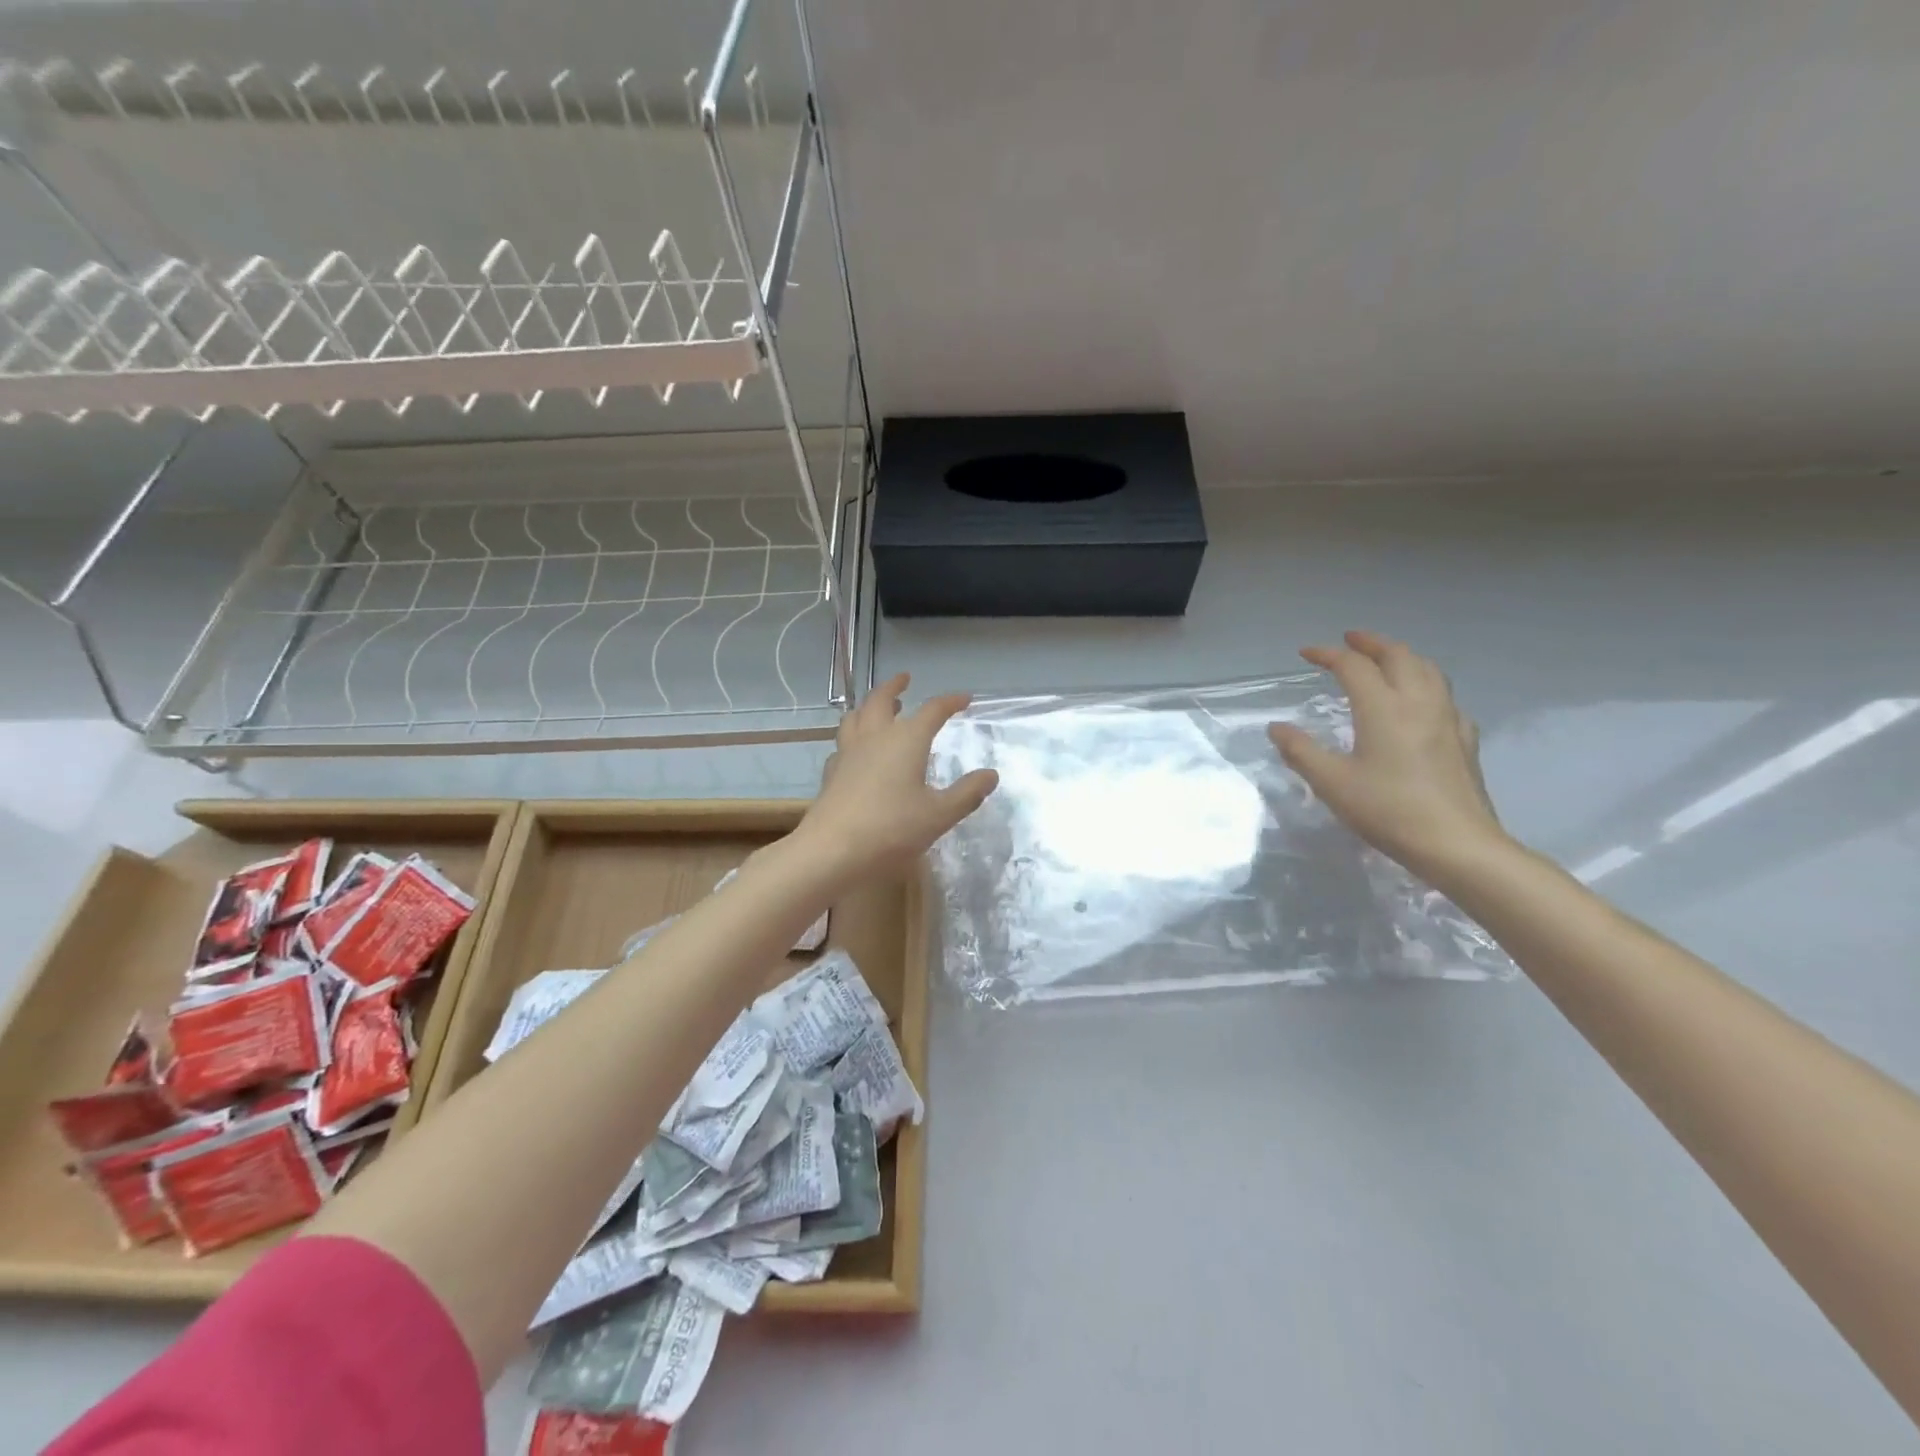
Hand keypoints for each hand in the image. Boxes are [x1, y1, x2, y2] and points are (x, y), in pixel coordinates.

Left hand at [795, 673, 998, 884]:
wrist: (832, 849)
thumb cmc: (892, 829)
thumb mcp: (939, 815)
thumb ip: (967, 793)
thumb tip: (991, 775)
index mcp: (906, 740)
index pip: (933, 710)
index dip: (950, 701)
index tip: (964, 698)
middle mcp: (875, 737)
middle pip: (881, 699)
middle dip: (895, 686)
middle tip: (905, 679)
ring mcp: (848, 753)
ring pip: (856, 716)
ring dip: (870, 706)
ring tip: (879, 707)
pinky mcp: (832, 773)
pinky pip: (842, 744)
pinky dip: (853, 738)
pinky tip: (856, 751)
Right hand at [1269, 630, 1507, 880]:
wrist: (1456, 844)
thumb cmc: (1387, 810)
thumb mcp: (1332, 783)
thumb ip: (1301, 751)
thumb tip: (1277, 727)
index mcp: (1383, 708)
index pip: (1353, 666)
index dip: (1328, 654)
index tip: (1306, 653)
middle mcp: (1418, 703)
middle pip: (1399, 656)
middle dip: (1371, 643)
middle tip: (1350, 640)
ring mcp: (1448, 720)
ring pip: (1428, 671)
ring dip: (1403, 657)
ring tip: (1386, 660)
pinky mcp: (1464, 741)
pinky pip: (1446, 698)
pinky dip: (1427, 687)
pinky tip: (1422, 704)